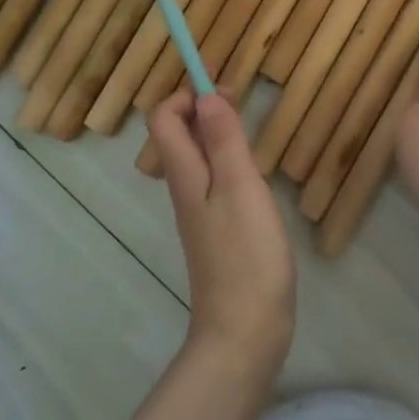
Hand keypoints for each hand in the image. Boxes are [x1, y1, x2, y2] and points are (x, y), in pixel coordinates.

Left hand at [149, 91, 294, 377]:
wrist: (245, 331)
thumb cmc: (246, 254)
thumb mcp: (240, 188)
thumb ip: (224, 141)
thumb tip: (206, 95)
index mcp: (186, 175)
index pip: (164, 119)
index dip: (187, 95)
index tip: (223, 88)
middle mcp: (186, 190)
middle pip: (179, 136)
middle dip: (204, 108)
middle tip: (242, 101)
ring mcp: (201, 213)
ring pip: (198, 158)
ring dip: (217, 133)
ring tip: (251, 129)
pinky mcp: (219, 232)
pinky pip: (215, 181)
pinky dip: (229, 161)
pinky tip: (255, 172)